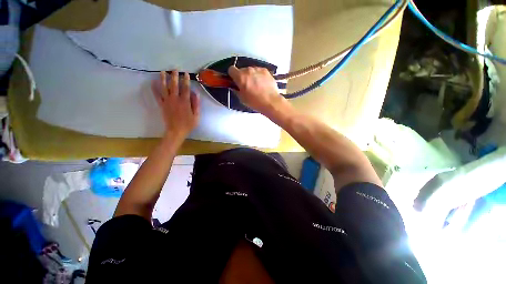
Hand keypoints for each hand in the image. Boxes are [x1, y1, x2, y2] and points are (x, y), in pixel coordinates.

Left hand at [151, 70, 199, 142]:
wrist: (176, 131)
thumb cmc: (188, 124)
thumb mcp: (196, 116)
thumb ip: (196, 104)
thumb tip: (195, 93)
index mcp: (185, 102)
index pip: (185, 88)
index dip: (186, 80)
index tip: (185, 74)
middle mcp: (175, 99)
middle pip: (174, 86)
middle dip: (174, 77)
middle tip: (174, 69)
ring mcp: (167, 102)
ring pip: (164, 88)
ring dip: (163, 79)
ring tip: (163, 72)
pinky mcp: (162, 105)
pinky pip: (157, 95)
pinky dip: (154, 89)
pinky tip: (153, 82)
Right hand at [228, 66, 285, 114]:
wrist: (271, 102)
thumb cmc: (255, 102)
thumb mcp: (242, 99)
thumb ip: (236, 90)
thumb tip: (235, 87)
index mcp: (240, 77)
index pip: (231, 69)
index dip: (232, 75)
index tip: (235, 81)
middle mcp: (248, 70)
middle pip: (242, 70)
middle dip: (242, 77)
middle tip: (247, 86)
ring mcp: (258, 69)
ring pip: (251, 70)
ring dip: (251, 76)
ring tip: (256, 86)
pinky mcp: (266, 71)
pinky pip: (259, 71)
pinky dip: (259, 76)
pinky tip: (262, 84)